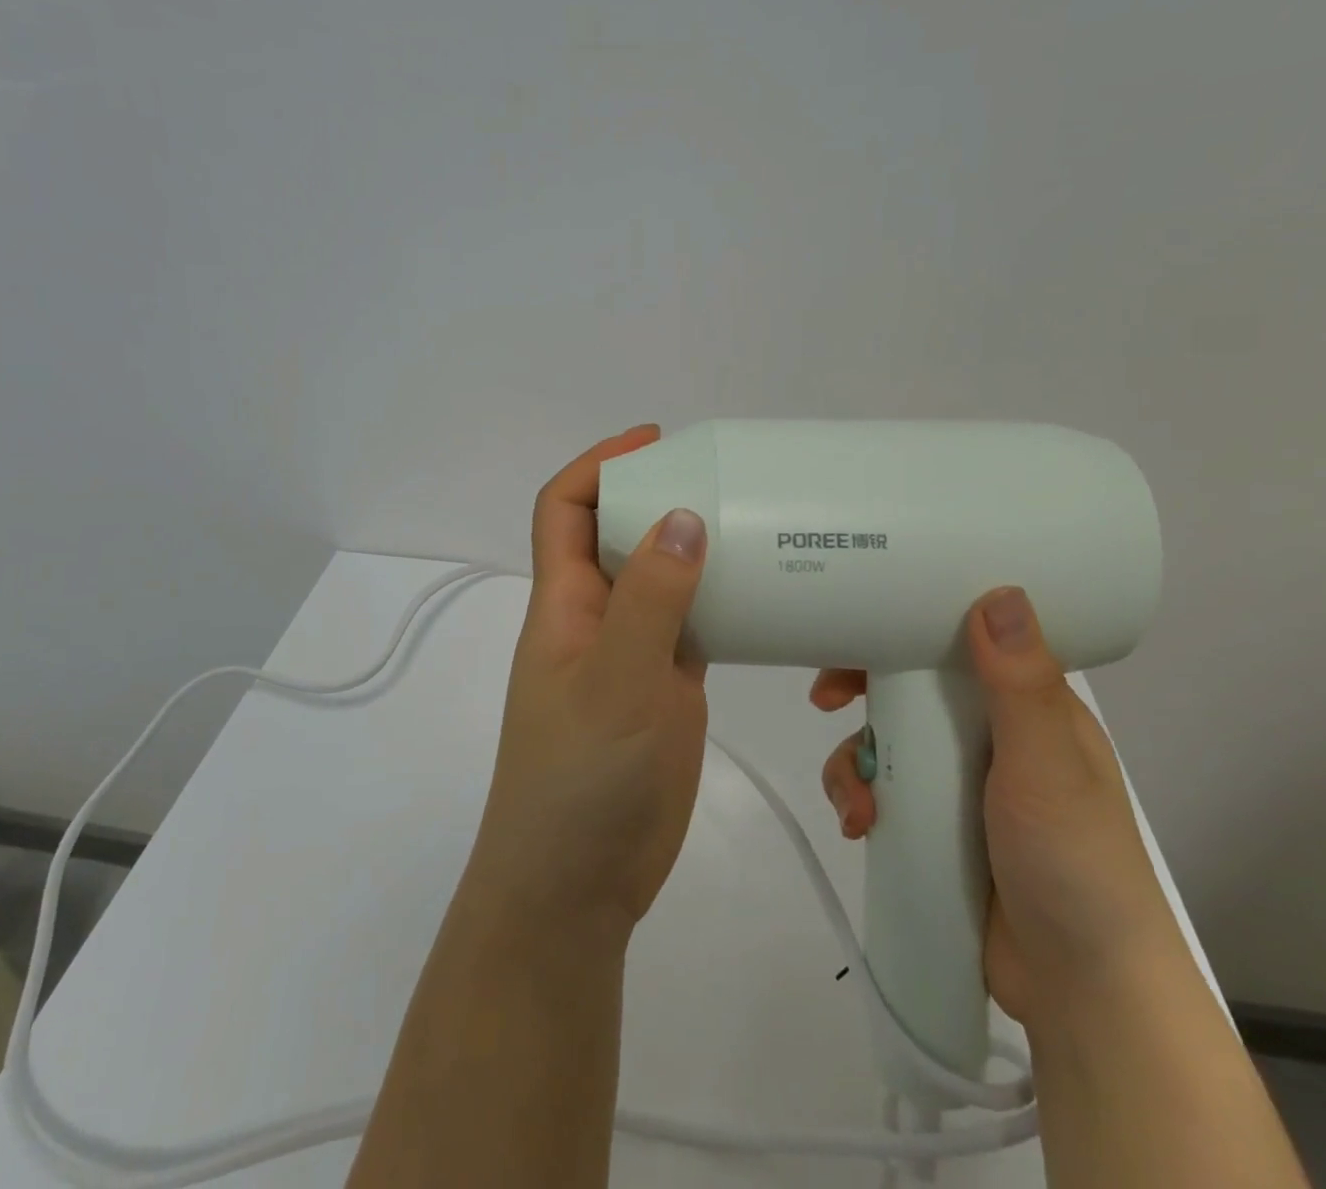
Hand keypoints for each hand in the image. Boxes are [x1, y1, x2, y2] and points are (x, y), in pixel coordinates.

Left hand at [462, 425, 710, 947]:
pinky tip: (761, 593)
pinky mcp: (662, 688)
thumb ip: (651, 600)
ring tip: (754, 523)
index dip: (600, 464)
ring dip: (693, 549)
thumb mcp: (615, 680)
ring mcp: (630, 654)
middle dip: (658, 497)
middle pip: (618, 535)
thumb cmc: (581, 777)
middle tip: (725, 478)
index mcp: (564, 601)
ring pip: (659, 580)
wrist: (576, 884)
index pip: (565, 509)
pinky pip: (690, 626)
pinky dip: (718, 602)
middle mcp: (594, 617)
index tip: (657, 441)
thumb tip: (682, 516)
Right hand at [812, 587, 1181, 1024]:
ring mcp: (959, 782)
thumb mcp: (1046, 767)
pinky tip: (861, 827)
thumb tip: (999, 590)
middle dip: (860, 692)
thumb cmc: (1075, 865)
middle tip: (825, 702)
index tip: (858, 626)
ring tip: (859, 806)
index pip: (958, 643)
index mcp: (1025, 708)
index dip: (905, 628)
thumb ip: (1019, 686)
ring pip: (884, 741)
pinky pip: (882, 790)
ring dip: (855, 763)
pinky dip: (861, 800)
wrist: (1083, 992)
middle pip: (908, 688)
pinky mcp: (936, 824)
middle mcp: (990, 735)